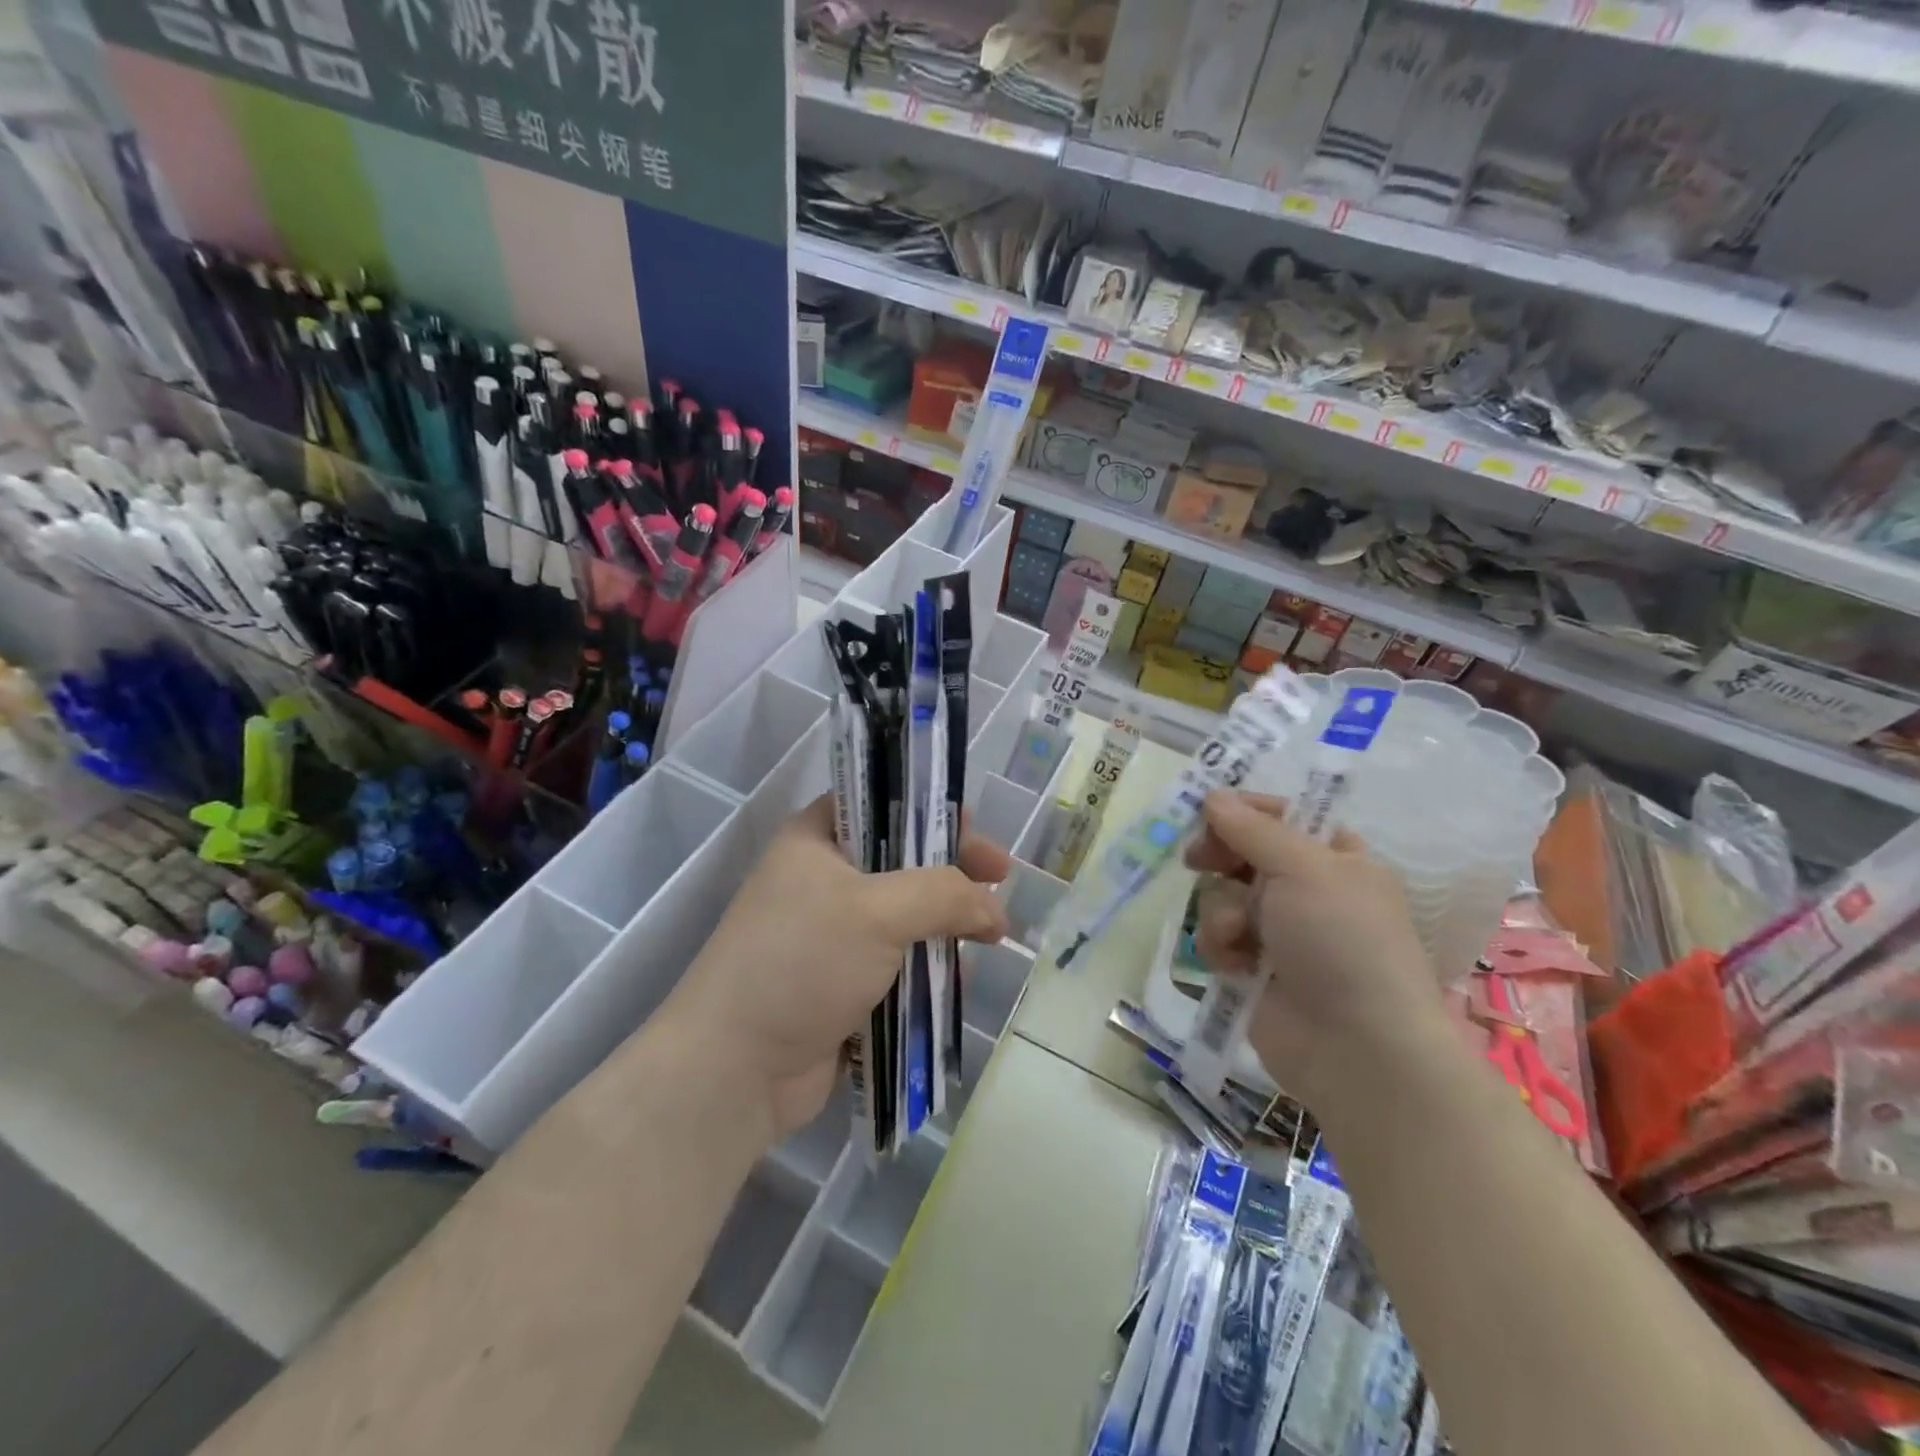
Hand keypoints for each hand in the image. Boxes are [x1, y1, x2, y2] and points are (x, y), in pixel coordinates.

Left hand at [664, 796, 1009, 1143]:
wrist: (734, 1070)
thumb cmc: (801, 962)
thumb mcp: (878, 911)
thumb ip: (945, 895)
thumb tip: (994, 910)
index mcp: (817, 840)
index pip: (882, 804)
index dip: (931, 811)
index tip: (977, 829)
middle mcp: (822, 880)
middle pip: (902, 863)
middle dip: (952, 876)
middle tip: (999, 884)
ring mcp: (831, 936)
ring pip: (906, 918)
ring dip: (946, 928)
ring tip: (987, 942)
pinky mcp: (841, 985)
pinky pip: (897, 965)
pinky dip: (927, 970)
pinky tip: (956, 985)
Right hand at [1184, 791, 1449, 1104]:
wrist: (1358, 1046)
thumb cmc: (1342, 940)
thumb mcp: (1304, 868)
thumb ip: (1253, 829)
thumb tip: (1213, 796)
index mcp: (1334, 859)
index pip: (1281, 816)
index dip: (1244, 811)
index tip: (1209, 811)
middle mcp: (1306, 890)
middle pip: (1243, 853)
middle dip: (1220, 858)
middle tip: (1198, 859)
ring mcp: (1279, 931)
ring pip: (1222, 895)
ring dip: (1221, 910)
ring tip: (1238, 935)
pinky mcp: (1253, 968)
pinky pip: (1217, 937)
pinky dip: (1220, 946)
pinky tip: (1236, 965)